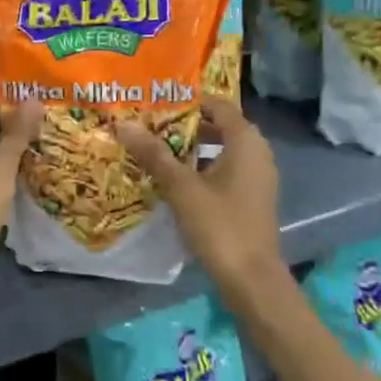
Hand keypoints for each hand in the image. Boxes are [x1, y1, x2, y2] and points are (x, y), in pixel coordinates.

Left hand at [0, 90, 43, 301]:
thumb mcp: (0, 162)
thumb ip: (18, 130)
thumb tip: (34, 98)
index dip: (4, 93)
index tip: (34, 89)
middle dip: (12, 117)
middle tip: (47, 109)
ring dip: (11, 141)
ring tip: (47, 131)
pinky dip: (6, 163)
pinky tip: (33, 161)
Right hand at [115, 95, 284, 296]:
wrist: (251, 279)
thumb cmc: (219, 225)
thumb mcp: (181, 187)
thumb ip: (154, 154)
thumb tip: (124, 124)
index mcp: (246, 141)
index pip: (218, 105)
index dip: (188, 101)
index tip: (156, 103)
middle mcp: (257, 152)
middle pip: (219, 126)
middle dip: (185, 125)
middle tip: (150, 125)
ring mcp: (257, 177)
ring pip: (221, 150)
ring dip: (192, 148)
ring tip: (155, 149)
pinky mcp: (251, 197)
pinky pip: (225, 170)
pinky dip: (202, 168)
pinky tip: (174, 179)